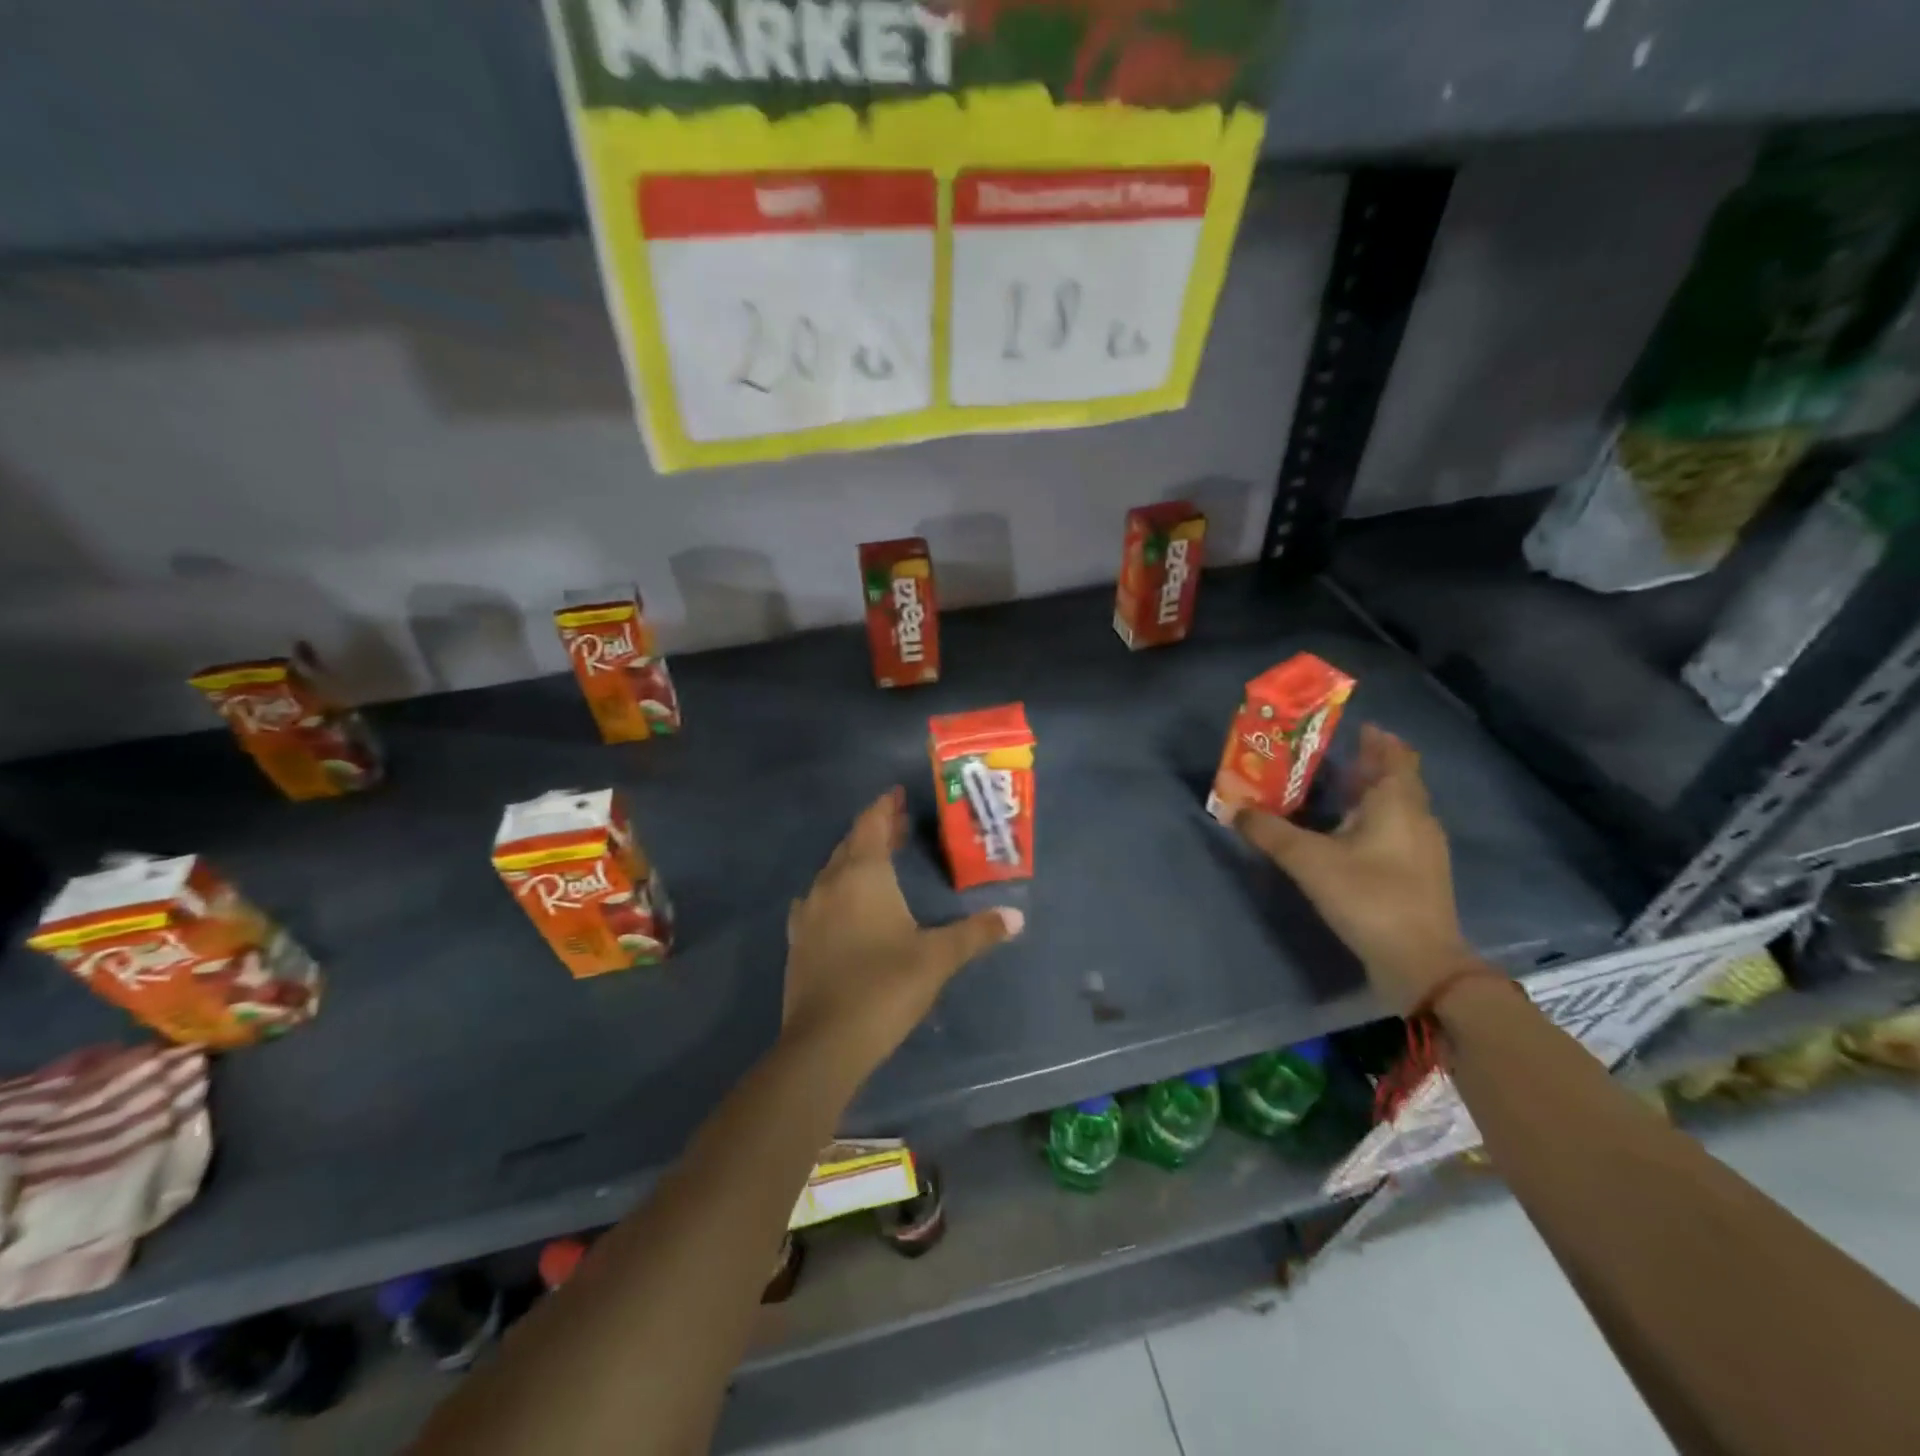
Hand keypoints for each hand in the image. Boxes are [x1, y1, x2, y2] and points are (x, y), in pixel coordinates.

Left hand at [784, 788, 1023, 1076]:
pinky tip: (841, 903)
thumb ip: (976, 933)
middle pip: (852, 844)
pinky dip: (835, 889)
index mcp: (863, 875)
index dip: (885, 807)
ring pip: (832, 870)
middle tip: (898, 824)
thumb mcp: (938, 958)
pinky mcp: (798, 939)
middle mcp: (830, 883)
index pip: (872, 825)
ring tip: (876, 860)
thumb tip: (1016, 917)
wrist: (826, 1042)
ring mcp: (809, 912)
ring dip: (853, 858)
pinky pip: (818, 898)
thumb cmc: (886, 986)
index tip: (897, 794)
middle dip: (875, 830)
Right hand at [1235, 724, 1475, 1014]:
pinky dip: (1372, 822)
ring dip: (1369, 795)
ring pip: (1397, 807)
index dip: (1377, 739)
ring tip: (1331, 793)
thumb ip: (1270, 833)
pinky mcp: (1420, 876)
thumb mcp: (1309, 862)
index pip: (1395, 755)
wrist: (1421, 963)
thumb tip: (1234, 810)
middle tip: (1328, 758)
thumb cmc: (1369, 897)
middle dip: (1366, 765)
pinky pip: (1396, 832)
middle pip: (1396, 780)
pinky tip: (1346, 836)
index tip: (1351, 727)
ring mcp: (1423, 849)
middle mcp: (1417, 818)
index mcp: (1398, 803)